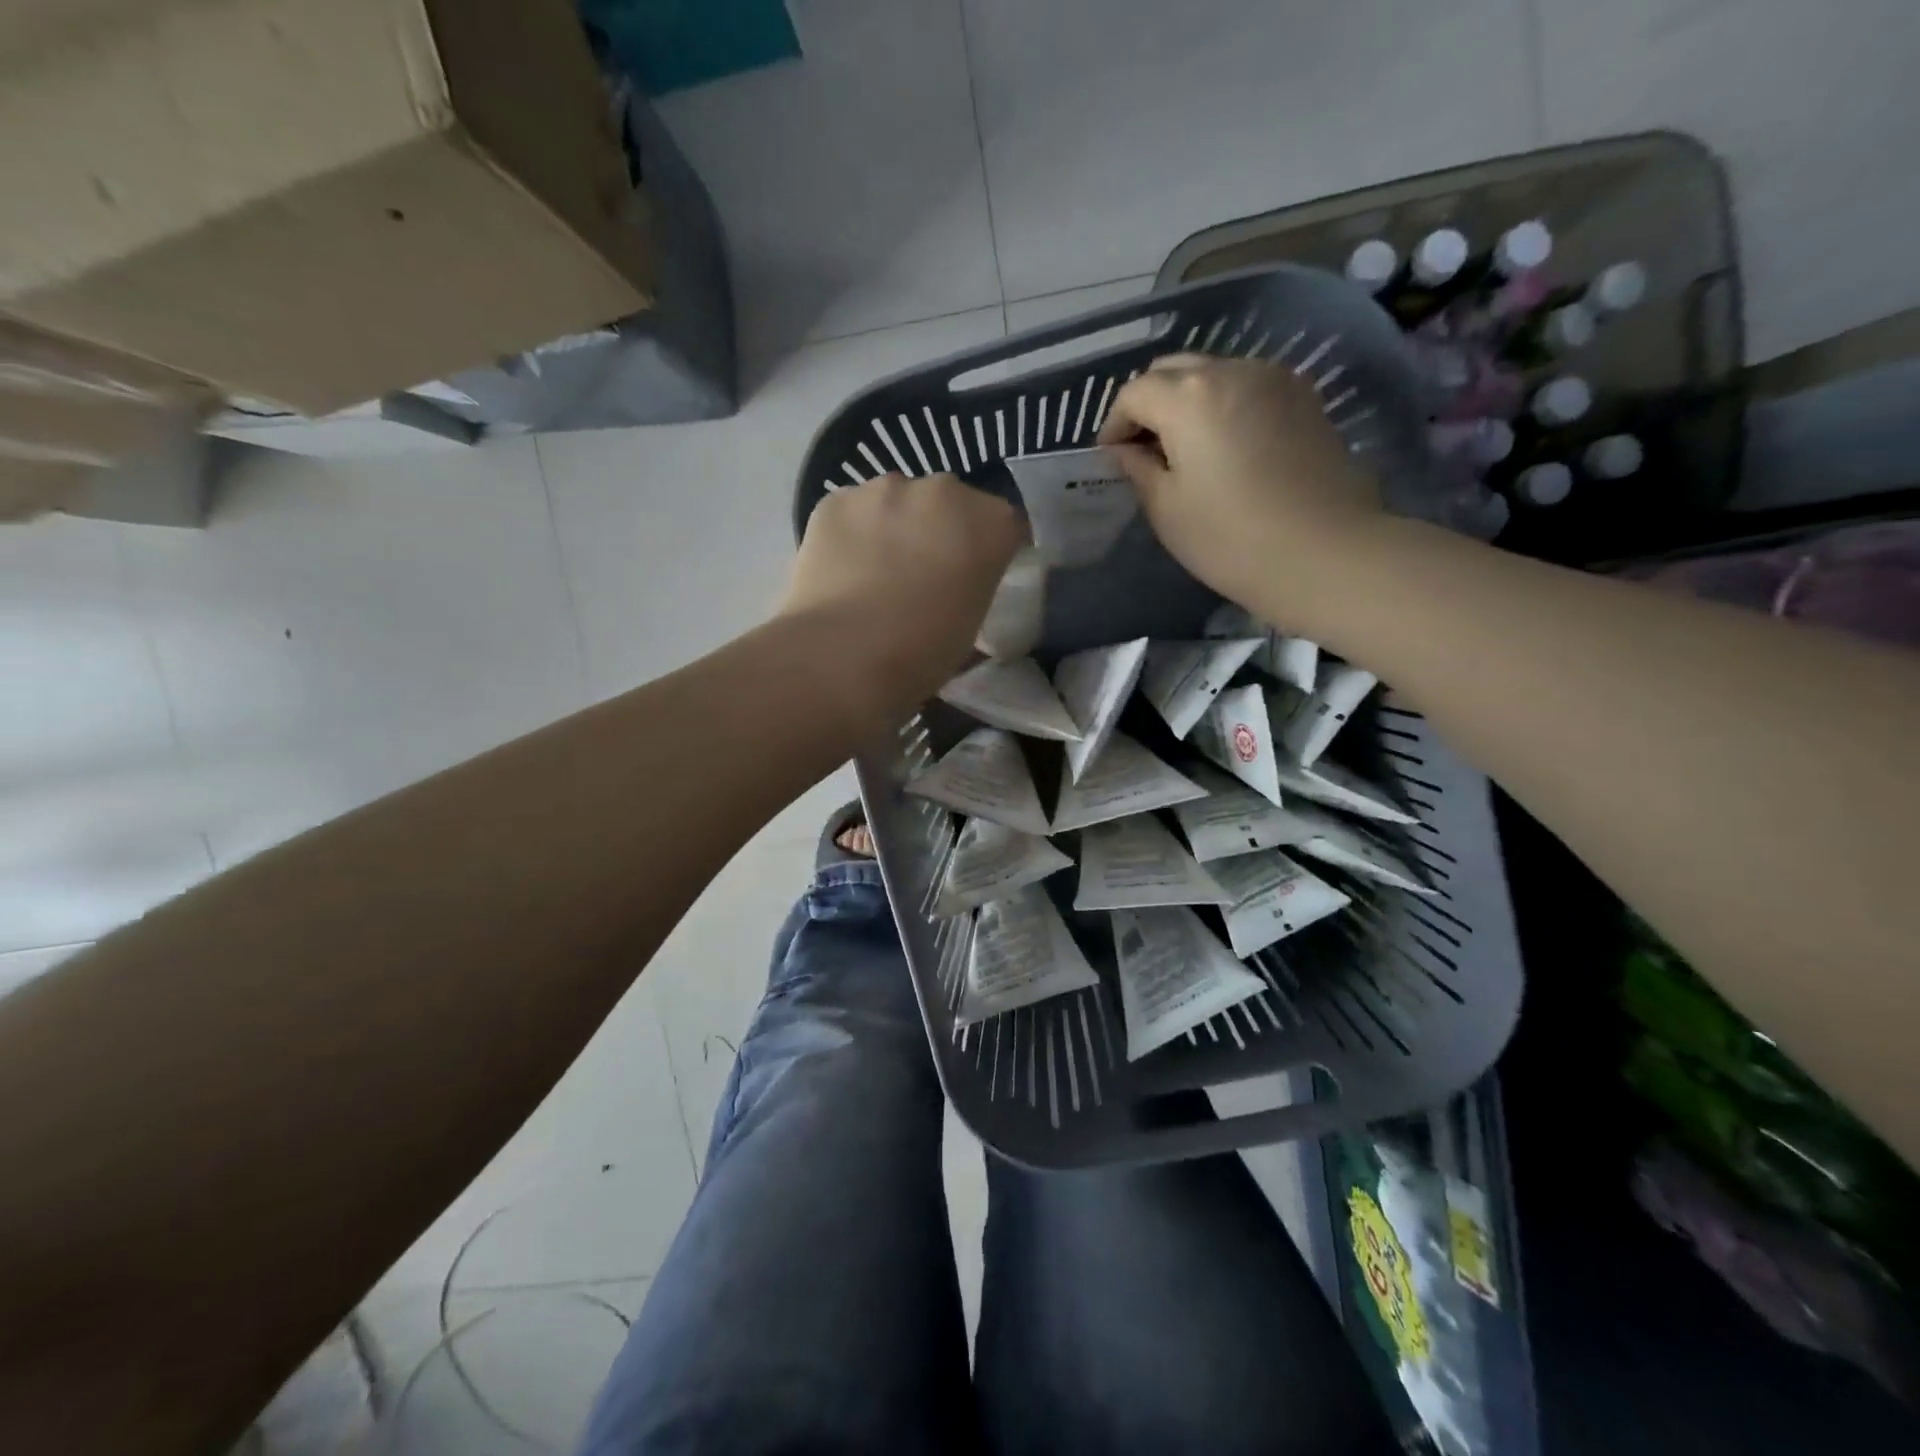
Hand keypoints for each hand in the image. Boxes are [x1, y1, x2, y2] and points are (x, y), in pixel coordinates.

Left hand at [780, 472, 1023, 725]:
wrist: (843, 657)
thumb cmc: (922, 653)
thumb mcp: (971, 628)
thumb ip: (973, 591)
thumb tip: (958, 591)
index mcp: (990, 523)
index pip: (1005, 525)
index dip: (992, 549)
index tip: (978, 575)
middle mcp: (943, 491)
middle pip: (950, 503)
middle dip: (942, 530)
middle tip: (926, 573)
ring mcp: (884, 489)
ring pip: (898, 501)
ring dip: (896, 526)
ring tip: (878, 571)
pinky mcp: (835, 500)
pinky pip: (853, 511)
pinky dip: (853, 532)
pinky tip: (844, 569)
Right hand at [1097, 354, 1383, 625]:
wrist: (1324, 553)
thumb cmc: (1230, 538)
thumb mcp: (1166, 509)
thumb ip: (1139, 469)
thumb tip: (1126, 450)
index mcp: (1188, 397)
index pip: (1135, 393)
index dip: (1115, 424)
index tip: (1112, 458)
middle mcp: (1231, 370)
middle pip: (1174, 370)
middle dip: (1150, 404)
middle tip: (1144, 451)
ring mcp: (1274, 378)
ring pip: (1214, 374)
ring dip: (1188, 402)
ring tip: (1186, 450)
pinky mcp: (1304, 397)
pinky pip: (1248, 386)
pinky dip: (1225, 405)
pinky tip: (1226, 446)